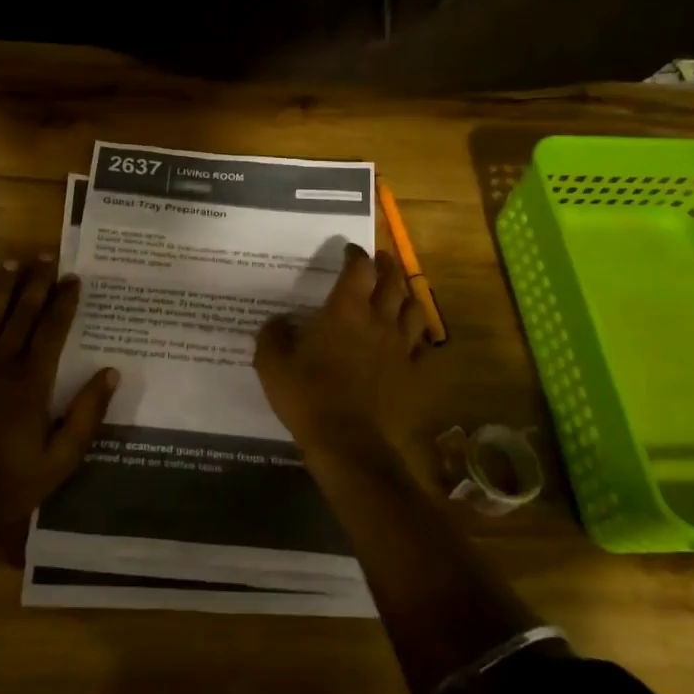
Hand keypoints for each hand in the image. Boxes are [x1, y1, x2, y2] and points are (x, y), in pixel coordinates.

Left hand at [0, 255, 117, 523]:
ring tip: (9, 261)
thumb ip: (86, 415)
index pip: (52, 331)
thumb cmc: (7, 484)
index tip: (73, 277)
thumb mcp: (60, 459)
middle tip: (44, 255)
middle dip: (35, 283)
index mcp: (31, 383)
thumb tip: (110, 373)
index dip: (64, 302)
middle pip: (20, 314)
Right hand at [254, 244, 434, 475]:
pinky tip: (410, 337)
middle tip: (380, 259)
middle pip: (393, 281)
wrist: (350, 444)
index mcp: (346, 312)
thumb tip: (276, 322)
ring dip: (406, 294)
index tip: (349, 249)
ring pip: (414, 308)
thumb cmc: (309, 398)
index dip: (355, 254)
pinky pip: (421, 344)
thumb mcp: (273, 367)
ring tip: (398, 291)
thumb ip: (272, 338)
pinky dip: (416, 333)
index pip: (358, 269)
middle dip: (386, 265)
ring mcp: (401, 348)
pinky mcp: (412, 373)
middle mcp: (379, 322)